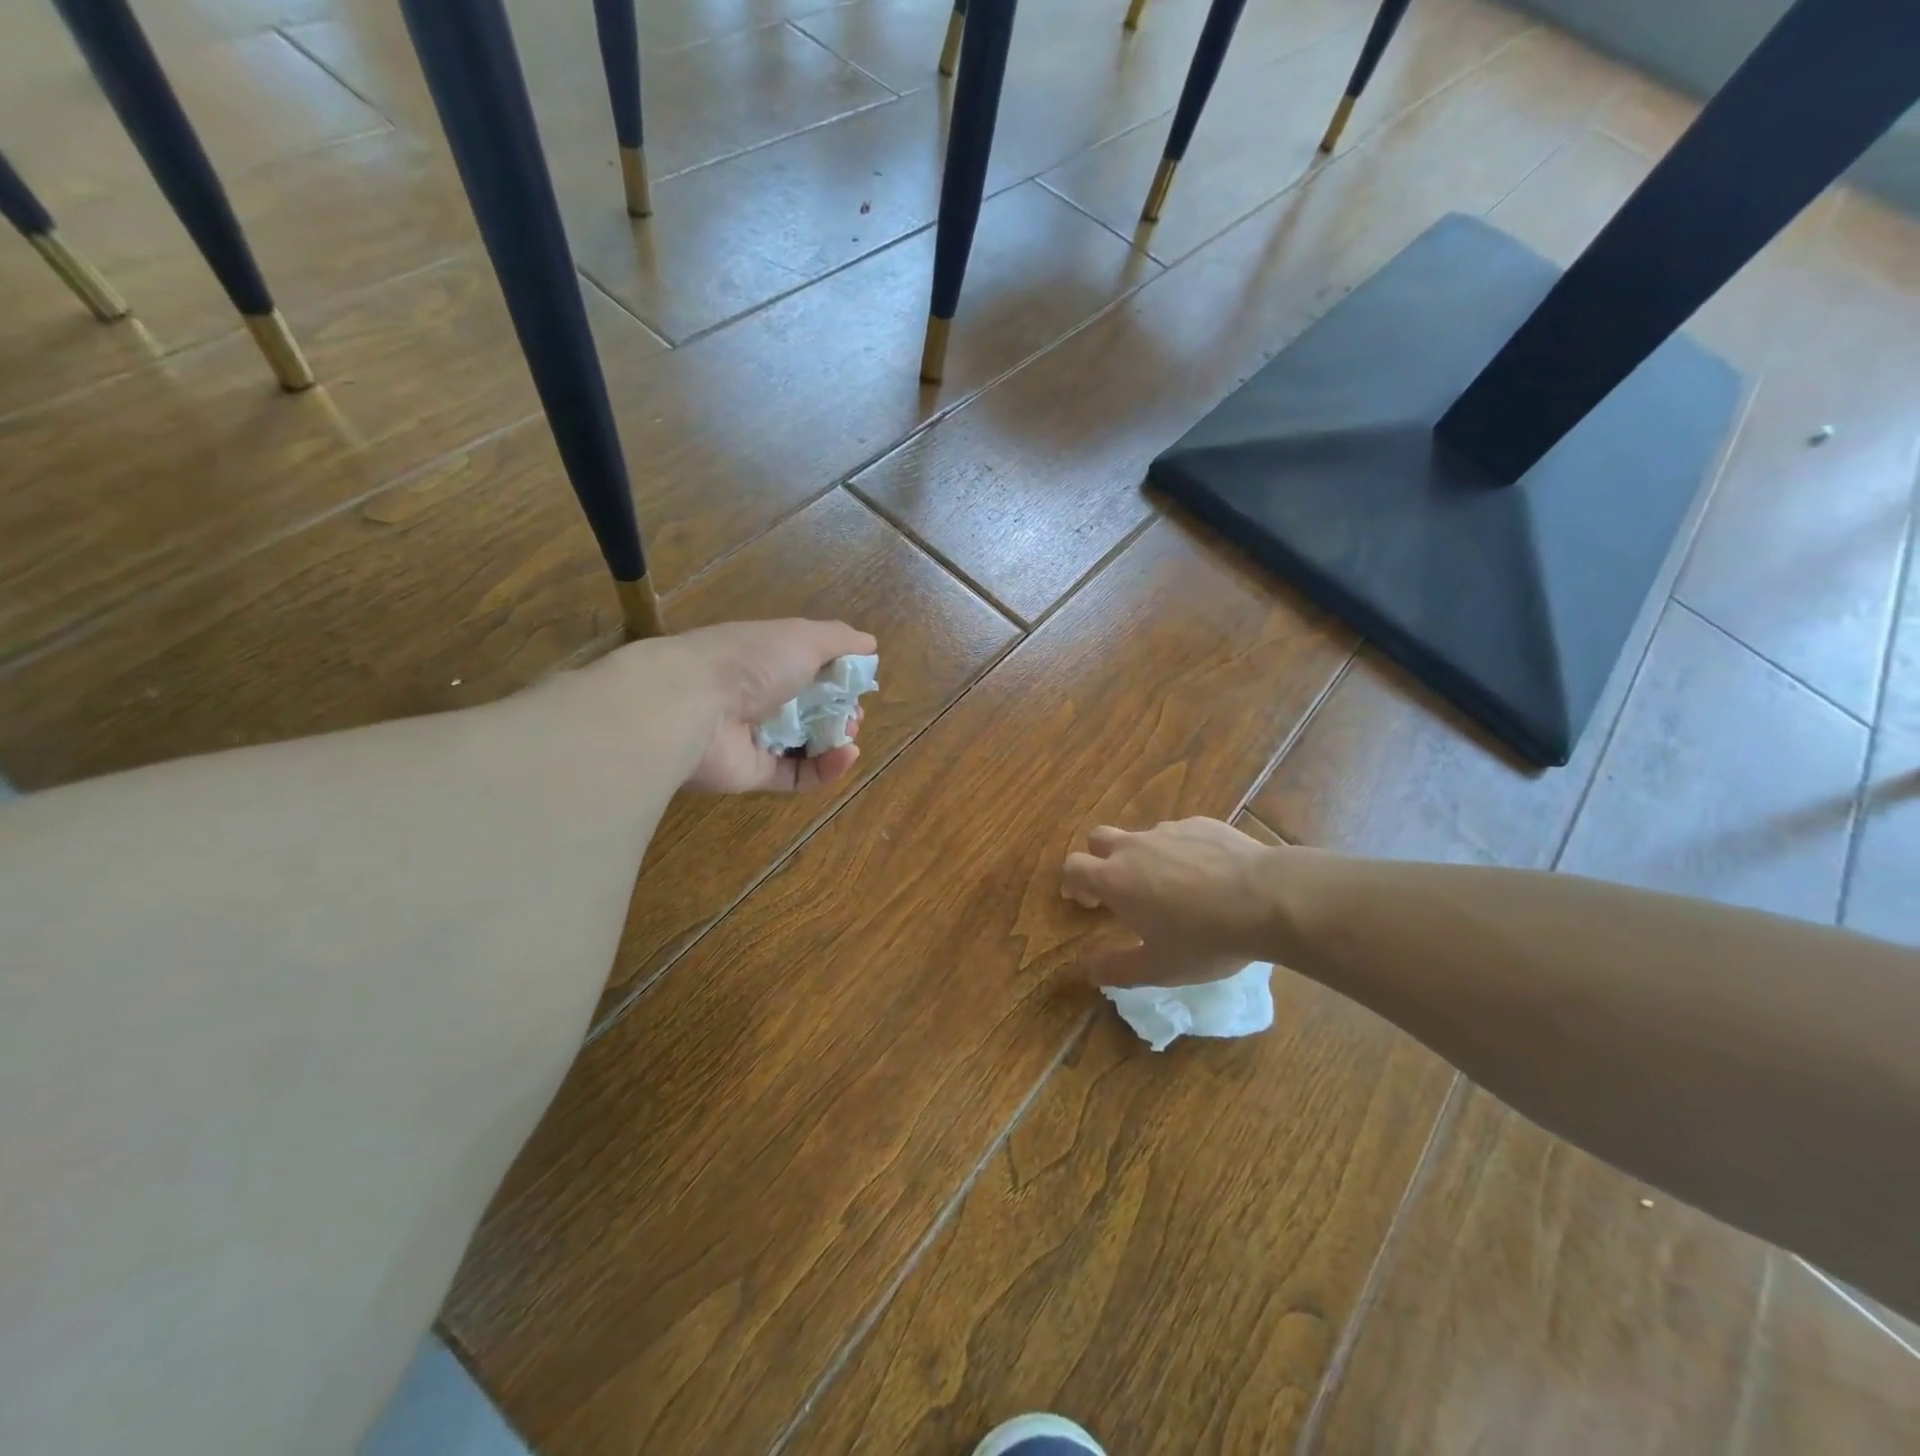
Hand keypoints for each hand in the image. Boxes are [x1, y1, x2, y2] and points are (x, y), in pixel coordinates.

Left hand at [661, 618, 877, 792]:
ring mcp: (757, 737)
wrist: (691, 706)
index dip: (839, 677)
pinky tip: (846, 756)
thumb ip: (839, 639)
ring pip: (807, 744)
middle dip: (841, 712)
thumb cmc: (751, 662)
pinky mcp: (755, 773)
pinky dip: (826, 769)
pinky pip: (798, 775)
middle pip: (811, 709)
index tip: (858, 683)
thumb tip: (870, 643)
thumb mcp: (803, 637)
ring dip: (837, 740)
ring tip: (851, 736)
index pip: (810, 668)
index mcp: (768, 659)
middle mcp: (760, 696)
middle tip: (853, 715)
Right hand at [1062, 817, 1281, 986]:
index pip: (1074, 867)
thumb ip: (1117, 969)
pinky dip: (1181, 851)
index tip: (1087, 902)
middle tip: (1120, 889)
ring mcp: (1169, 830)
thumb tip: (1088, 970)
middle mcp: (1134, 846)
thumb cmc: (1205, 938)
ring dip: (1144, 856)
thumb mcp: (1159, 968)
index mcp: (1115, 879)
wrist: (1267, 898)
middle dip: (1100, 859)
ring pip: (1142, 836)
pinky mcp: (1202, 824)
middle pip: (1099, 839)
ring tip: (1173, 887)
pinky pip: (1179, 834)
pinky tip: (1208, 874)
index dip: (1074, 882)